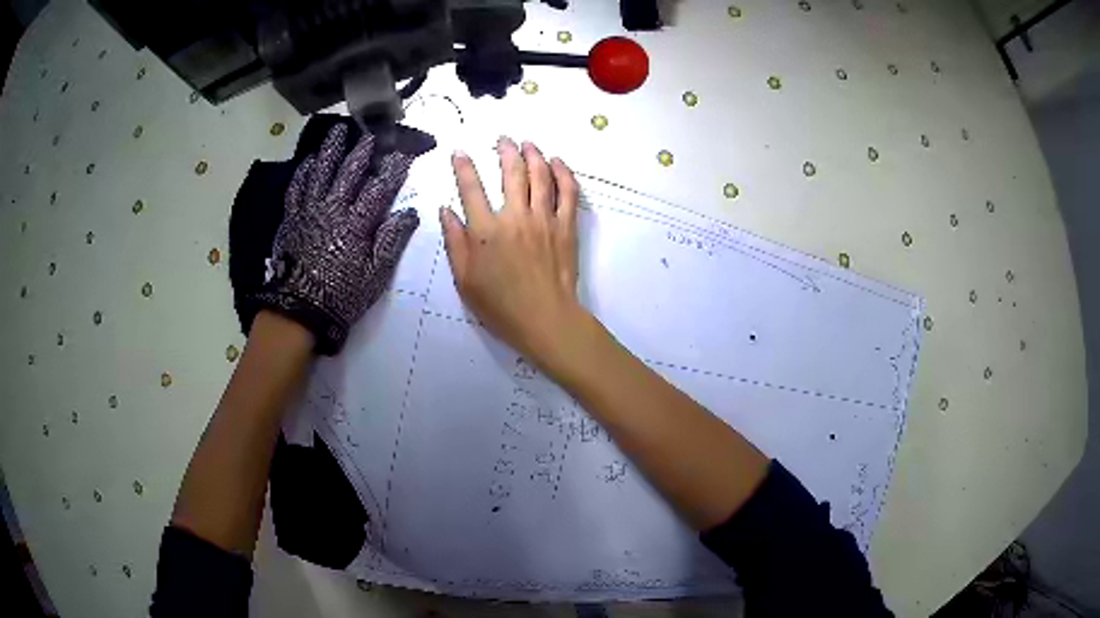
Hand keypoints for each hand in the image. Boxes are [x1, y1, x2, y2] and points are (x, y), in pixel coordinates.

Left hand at [257, 124, 427, 354]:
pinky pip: (296, 189)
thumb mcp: (374, 275)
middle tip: (371, 135)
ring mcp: (308, 211)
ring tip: (337, 132)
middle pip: (348, 172)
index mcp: (356, 223)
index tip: (404, 154)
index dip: (393, 170)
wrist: (299, 310)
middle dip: (362, 151)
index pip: (379, 189)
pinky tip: (309, 162)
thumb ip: (391, 241)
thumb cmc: (341, 295)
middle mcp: (332, 209)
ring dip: (331, 150)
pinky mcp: (291, 219)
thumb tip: (410, 213)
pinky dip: (303, 173)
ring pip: (320, 173)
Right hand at [441, 137, 589, 374]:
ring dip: (533, 154)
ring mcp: (544, 219)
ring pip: (540, 175)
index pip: (470, 189)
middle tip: (502, 139)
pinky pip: (567, 192)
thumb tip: (446, 210)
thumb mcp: (465, 280)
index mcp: (485, 231)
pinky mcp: (566, 226)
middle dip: (505, 150)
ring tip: (528, 143)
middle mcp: (515, 217)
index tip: (460, 151)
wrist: (545, 319)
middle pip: (510, 172)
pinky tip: (557, 162)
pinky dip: (563, 173)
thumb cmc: (500, 305)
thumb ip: (454, 242)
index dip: (463, 167)